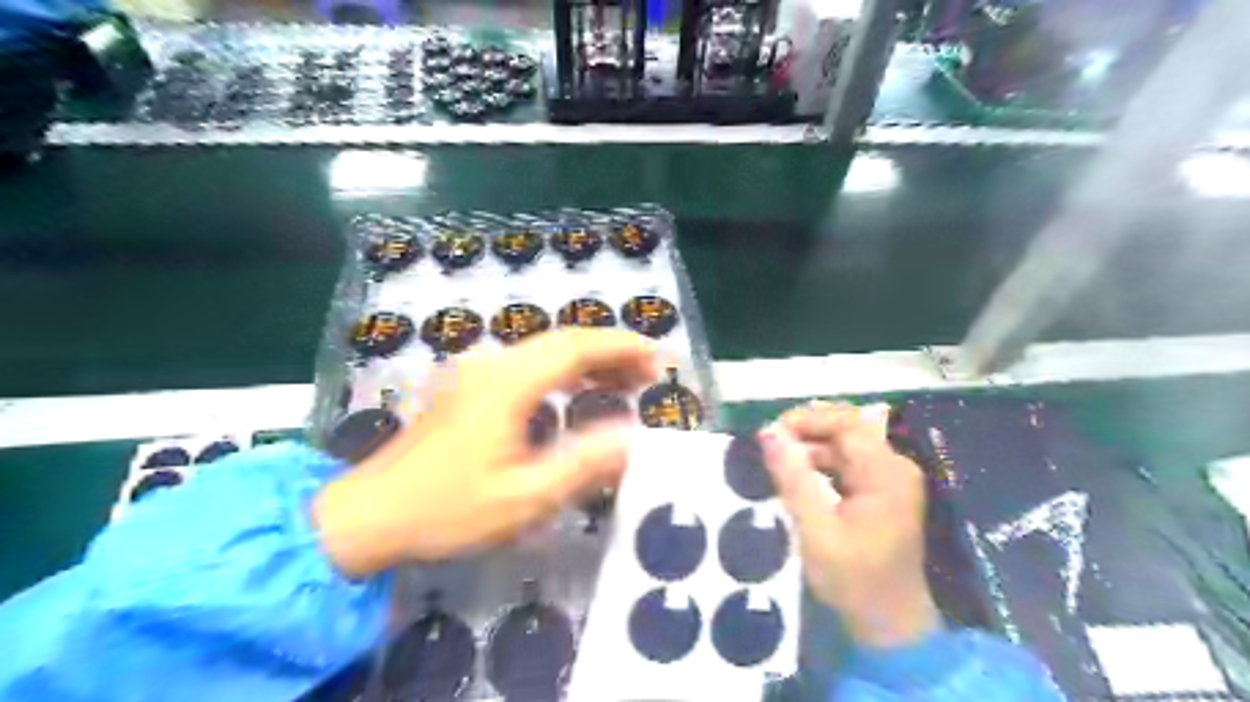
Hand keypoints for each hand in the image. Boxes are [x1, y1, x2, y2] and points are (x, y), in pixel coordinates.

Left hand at [316, 328, 663, 576]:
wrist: (368, 515)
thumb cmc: (447, 510)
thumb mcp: (524, 498)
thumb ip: (582, 463)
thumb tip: (635, 436)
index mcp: (507, 384)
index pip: (576, 347)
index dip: (623, 347)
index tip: (660, 359)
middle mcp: (492, 365)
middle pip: (563, 341)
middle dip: (612, 352)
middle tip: (652, 374)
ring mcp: (476, 373)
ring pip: (545, 351)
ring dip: (589, 361)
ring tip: (627, 383)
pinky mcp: (468, 387)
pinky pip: (528, 366)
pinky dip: (563, 373)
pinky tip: (578, 394)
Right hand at [752, 403, 938, 648]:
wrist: (890, 624)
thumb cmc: (853, 580)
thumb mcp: (815, 530)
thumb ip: (792, 478)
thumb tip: (768, 432)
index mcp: (885, 473)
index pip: (846, 423)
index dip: (807, 419)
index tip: (771, 432)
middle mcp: (894, 467)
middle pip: (848, 428)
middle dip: (806, 430)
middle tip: (769, 444)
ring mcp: (891, 478)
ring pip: (846, 443)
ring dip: (811, 445)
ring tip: (777, 459)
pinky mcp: (883, 490)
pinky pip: (849, 461)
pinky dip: (821, 462)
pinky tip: (797, 474)